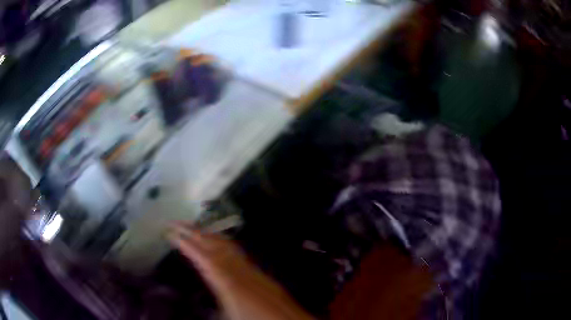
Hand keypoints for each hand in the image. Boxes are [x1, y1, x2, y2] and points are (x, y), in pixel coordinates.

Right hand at [167, 222, 312, 319]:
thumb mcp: (226, 317)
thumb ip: (208, 309)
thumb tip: (194, 305)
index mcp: (227, 282)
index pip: (202, 256)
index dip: (185, 243)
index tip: (170, 233)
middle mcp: (239, 270)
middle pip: (214, 244)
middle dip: (193, 231)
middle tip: (176, 223)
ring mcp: (251, 269)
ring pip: (227, 245)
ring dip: (208, 234)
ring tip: (193, 229)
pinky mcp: (259, 273)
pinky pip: (237, 252)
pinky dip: (222, 243)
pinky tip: (219, 245)